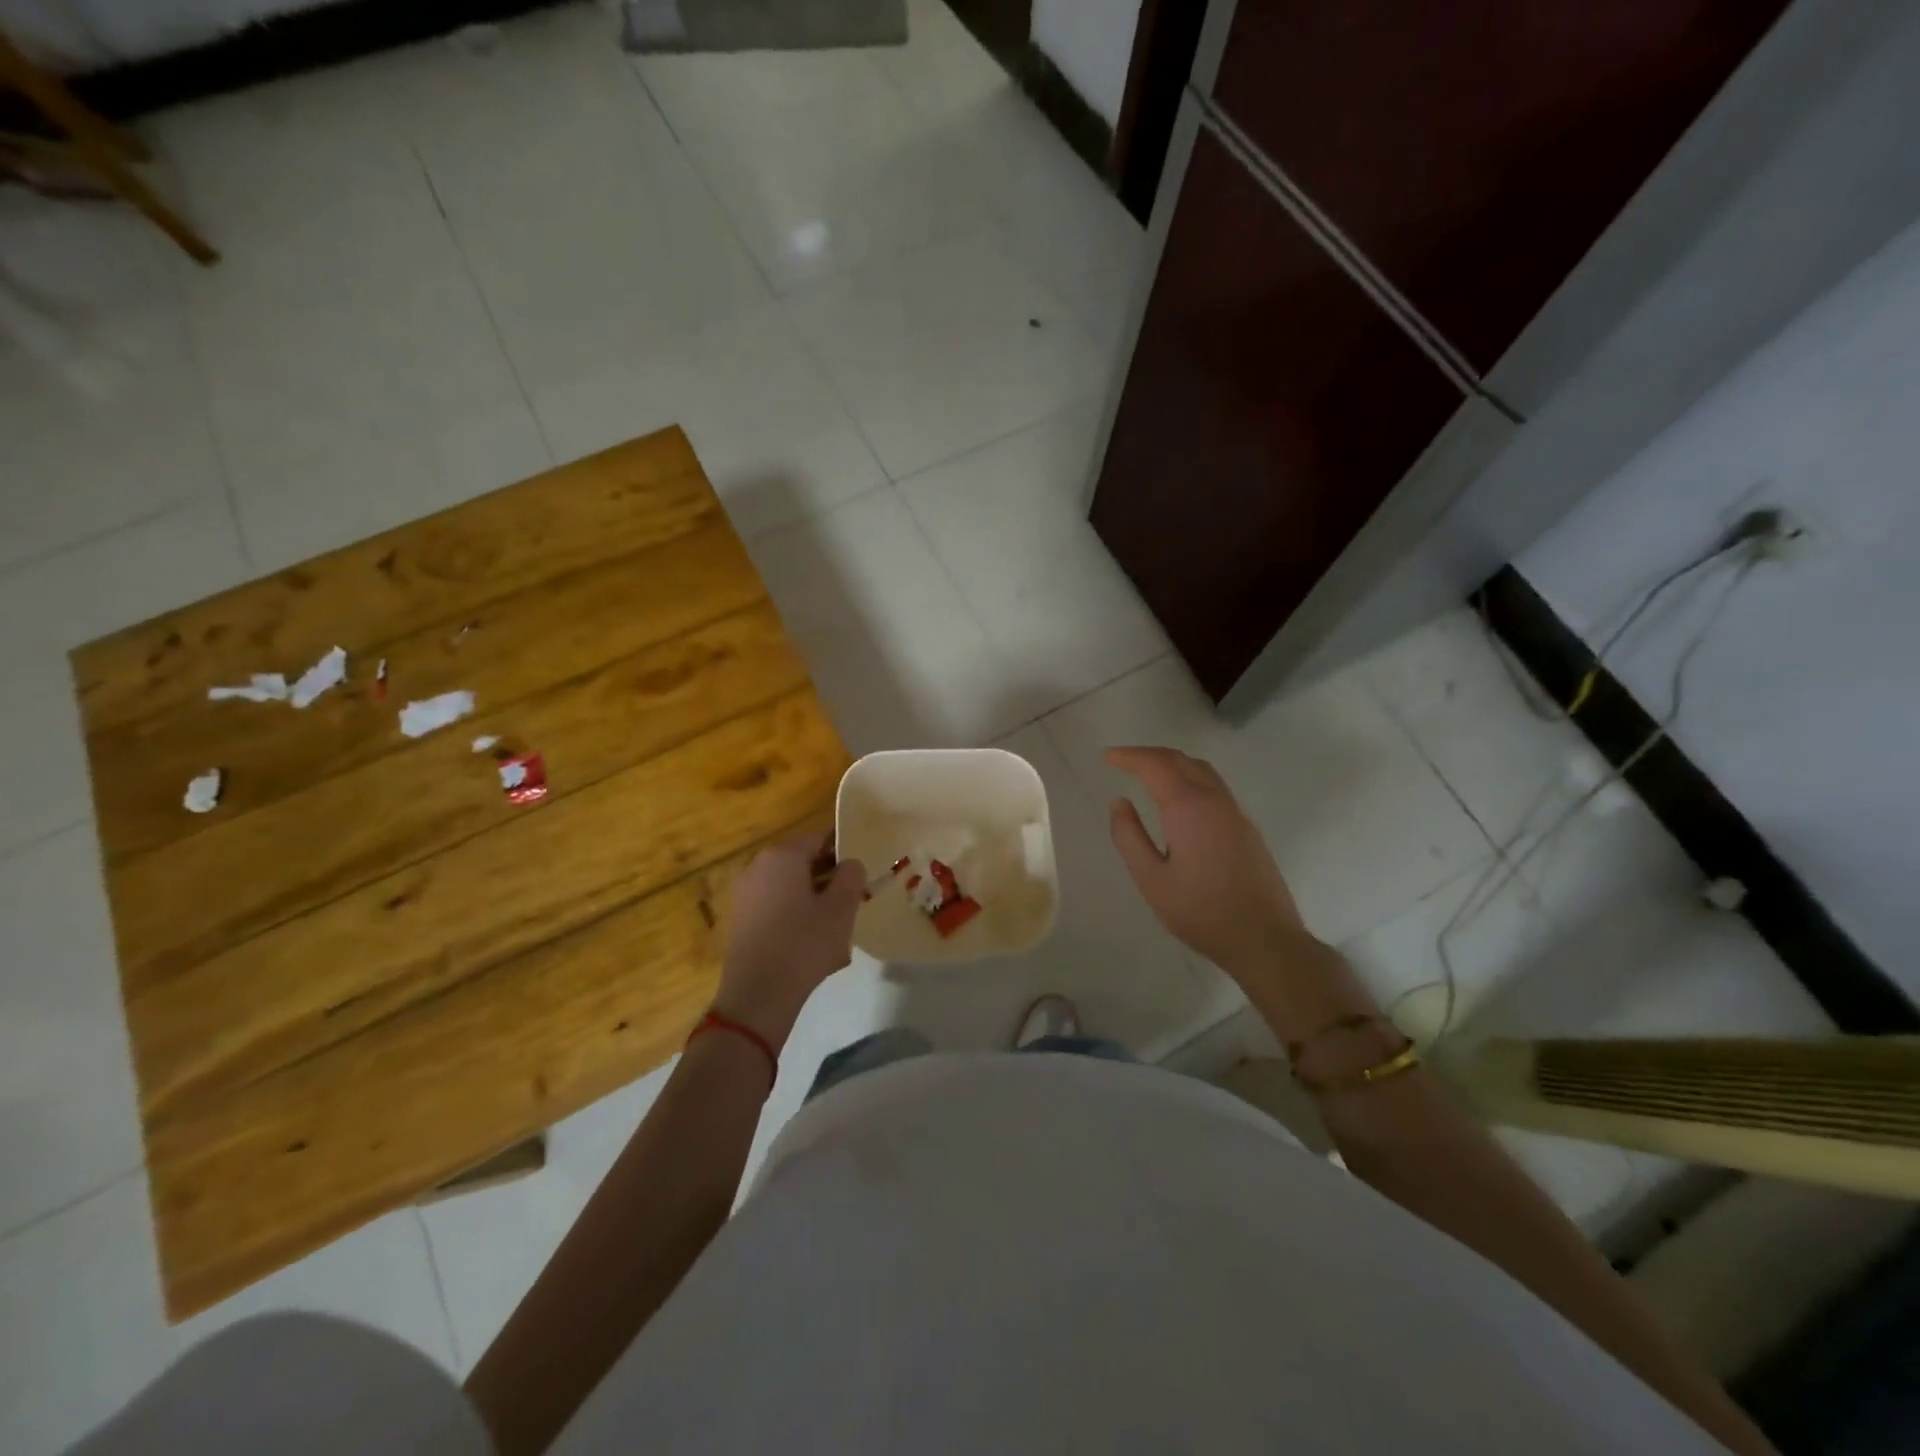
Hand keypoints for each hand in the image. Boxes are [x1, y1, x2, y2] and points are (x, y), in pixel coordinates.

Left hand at [714, 833, 864, 1048]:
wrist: (757, 995)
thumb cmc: (804, 944)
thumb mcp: (841, 908)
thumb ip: (851, 876)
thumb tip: (850, 864)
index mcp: (782, 856)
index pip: (818, 839)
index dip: (843, 853)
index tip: (861, 875)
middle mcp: (758, 868)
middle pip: (803, 864)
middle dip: (829, 881)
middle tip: (853, 903)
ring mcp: (745, 896)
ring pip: (791, 890)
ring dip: (815, 903)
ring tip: (838, 932)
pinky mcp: (741, 922)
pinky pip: (777, 910)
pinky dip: (796, 920)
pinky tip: (813, 949)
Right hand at [1104, 747, 1309, 982]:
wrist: (1264, 939)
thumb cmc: (1201, 912)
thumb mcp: (1151, 880)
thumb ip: (1130, 837)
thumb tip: (1119, 803)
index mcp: (1188, 807)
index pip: (1155, 765)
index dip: (1129, 756)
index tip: (1106, 757)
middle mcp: (1215, 800)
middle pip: (1180, 760)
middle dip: (1149, 755)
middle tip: (1122, 761)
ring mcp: (1235, 812)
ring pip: (1202, 770)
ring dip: (1172, 763)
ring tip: (1147, 773)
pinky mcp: (1246, 827)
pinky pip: (1214, 786)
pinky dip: (1189, 777)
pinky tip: (1179, 798)